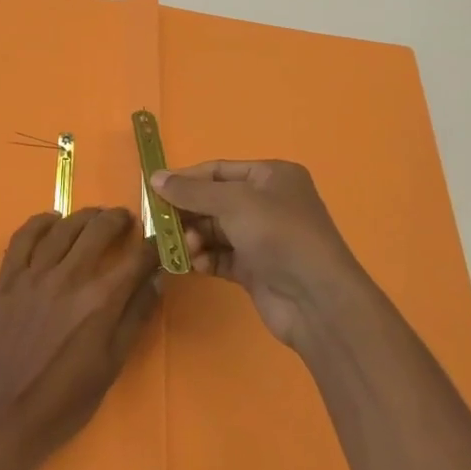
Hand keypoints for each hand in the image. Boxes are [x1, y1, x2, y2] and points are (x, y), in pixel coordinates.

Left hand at [0, 207, 159, 469]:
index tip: (160, 240)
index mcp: (100, 301)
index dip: (153, 245)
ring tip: (97, 216)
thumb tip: (156, 280)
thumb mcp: (110, 367)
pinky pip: (24, 236)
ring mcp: (33, 273)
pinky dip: (41, 222)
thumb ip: (134, 318)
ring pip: (64, 226)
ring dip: (85, 216)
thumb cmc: (62, 404)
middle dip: (119, 220)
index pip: (136, 258)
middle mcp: (69, 277)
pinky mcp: (6, 277)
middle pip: (99, 230)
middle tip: (127, 220)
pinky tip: (52, 221)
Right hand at [149, 160, 363, 347]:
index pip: (219, 170)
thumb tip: (155, 177)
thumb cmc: (278, 235)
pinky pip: (221, 256)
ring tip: (187, 248)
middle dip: (189, 212)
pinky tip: (196, 265)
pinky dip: (206, 258)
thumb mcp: (232, 202)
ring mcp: (262, 238)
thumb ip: (191, 191)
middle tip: (162, 223)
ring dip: (195, 237)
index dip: (186, 179)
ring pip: (215, 230)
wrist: (317, 299)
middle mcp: (268, 203)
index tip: (154, 190)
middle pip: (214, 201)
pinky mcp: (256, 269)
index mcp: (271, 176)